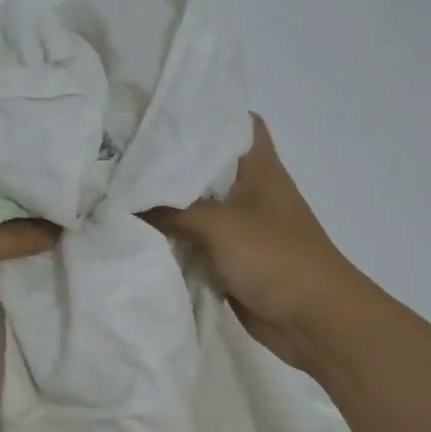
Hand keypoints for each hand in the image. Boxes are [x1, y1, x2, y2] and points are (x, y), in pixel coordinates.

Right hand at [147, 117, 359, 375]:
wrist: (313, 321)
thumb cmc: (275, 257)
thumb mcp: (219, 225)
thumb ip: (170, 211)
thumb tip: (122, 203)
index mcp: (258, 167)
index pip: (233, 122)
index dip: (203, 111)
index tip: (160, 110)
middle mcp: (248, 189)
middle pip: (205, 165)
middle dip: (168, 161)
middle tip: (123, 150)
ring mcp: (239, 224)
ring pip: (195, 204)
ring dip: (165, 203)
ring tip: (117, 187)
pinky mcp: (229, 256)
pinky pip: (193, 239)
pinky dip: (171, 238)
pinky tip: (134, 231)